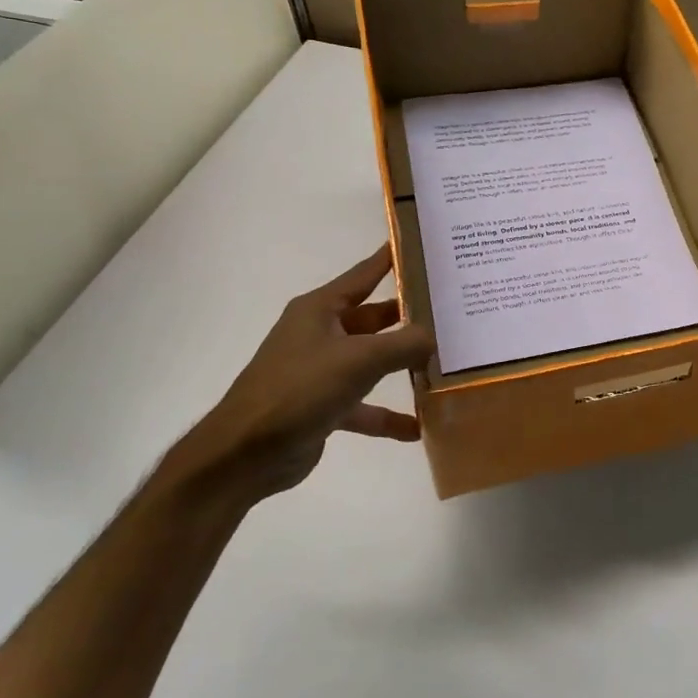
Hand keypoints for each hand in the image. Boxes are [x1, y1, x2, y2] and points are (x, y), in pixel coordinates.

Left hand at [162, 244, 433, 505]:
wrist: (245, 453)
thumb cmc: (299, 390)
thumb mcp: (359, 360)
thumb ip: (404, 344)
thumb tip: (433, 338)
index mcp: (320, 310)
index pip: (364, 274)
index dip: (391, 258)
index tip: (421, 244)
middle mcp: (320, 334)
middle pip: (374, 318)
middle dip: (409, 317)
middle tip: (452, 309)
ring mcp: (320, 372)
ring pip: (371, 362)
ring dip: (402, 365)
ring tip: (444, 363)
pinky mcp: (322, 407)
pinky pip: (364, 407)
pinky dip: (388, 415)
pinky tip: (418, 427)